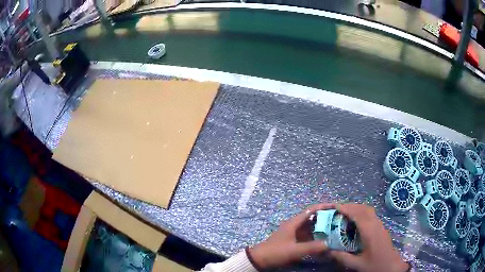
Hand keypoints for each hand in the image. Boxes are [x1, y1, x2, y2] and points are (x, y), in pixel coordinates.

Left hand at [248, 203, 333, 268]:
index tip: (336, 207)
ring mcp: (294, 233)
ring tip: (336, 230)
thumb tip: (329, 244)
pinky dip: (316, 237)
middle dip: (326, 218)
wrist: (260, 259)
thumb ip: (312, 247)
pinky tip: (324, 241)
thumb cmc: (276, 252)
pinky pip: (308, 236)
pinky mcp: (294, 241)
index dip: (324, 207)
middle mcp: (295, 225)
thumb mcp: (294, 250)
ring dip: (322, 228)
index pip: (311, 210)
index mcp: (294, 223)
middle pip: (313, 218)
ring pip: (311, 228)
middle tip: (339, 220)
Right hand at [330, 204, 408, 271]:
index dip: (346, 208)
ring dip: (356, 208)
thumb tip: (328, 251)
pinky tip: (355, 221)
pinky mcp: (381, 227)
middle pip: (363, 208)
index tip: (334, 206)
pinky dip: (361, 212)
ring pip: (368, 209)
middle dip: (350, 206)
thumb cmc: (375, 265)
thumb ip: (342, 257)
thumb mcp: (357, 264)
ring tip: (344, 213)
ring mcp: (379, 224)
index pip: (357, 214)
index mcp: (369, 231)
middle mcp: (375, 224)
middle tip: (336, 209)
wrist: (391, 265)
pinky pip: (370, 214)